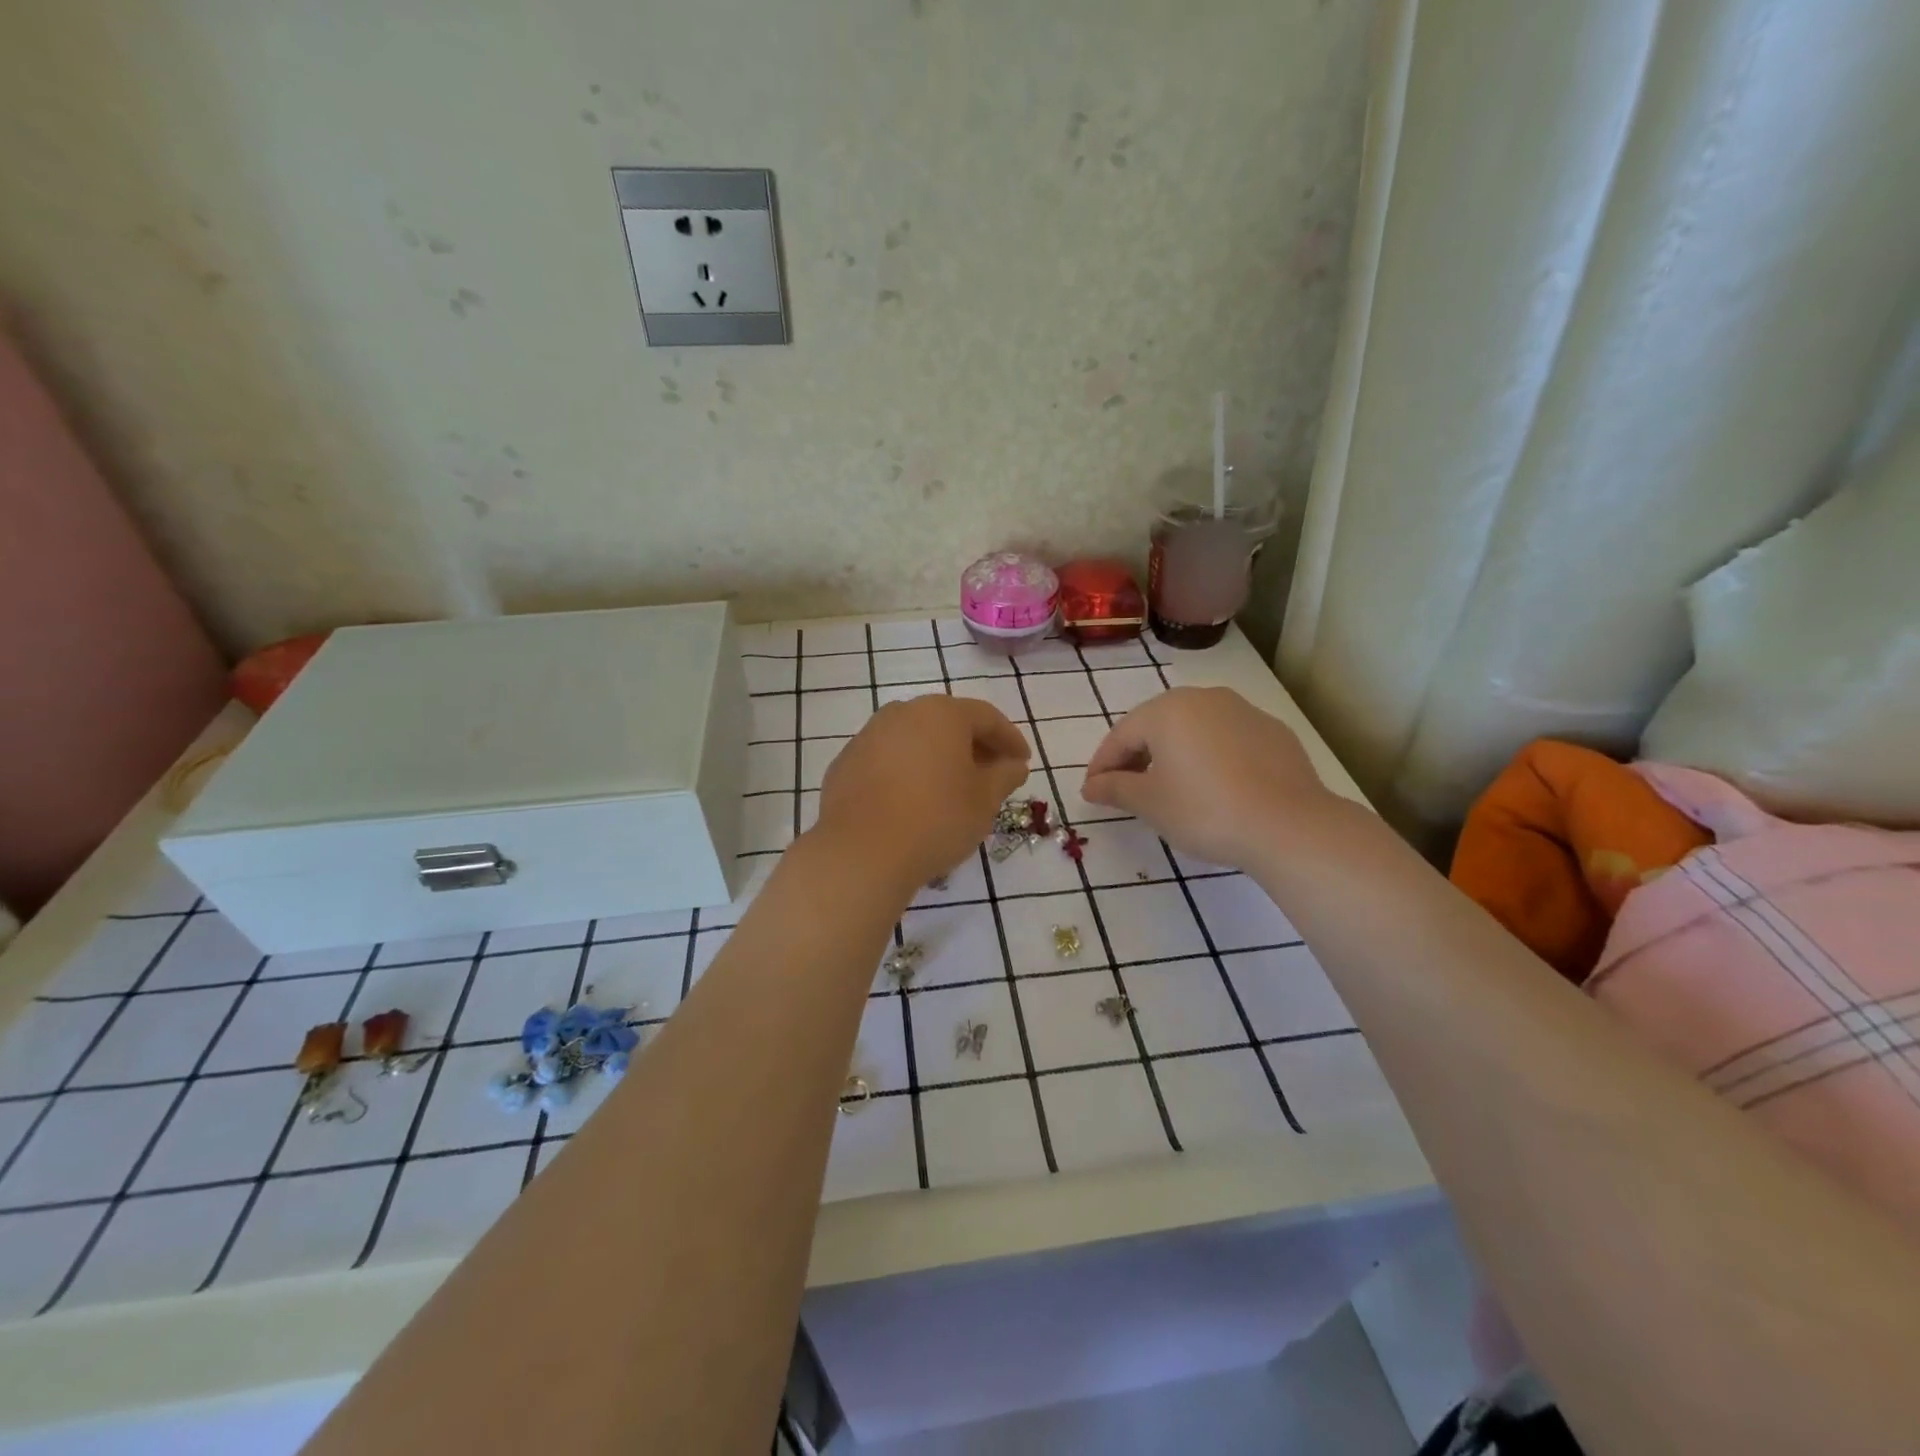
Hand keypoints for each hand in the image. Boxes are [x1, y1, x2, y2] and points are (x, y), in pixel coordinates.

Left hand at [814, 695, 1030, 891]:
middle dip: (973, 746)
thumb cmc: (936, 818)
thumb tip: (1013, 765)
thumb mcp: (984, 800)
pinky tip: (914, 801)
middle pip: (947, 723)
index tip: (1022, 762)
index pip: (986, 717)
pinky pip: (887, 760)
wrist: (862, 851)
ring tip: (952, 789)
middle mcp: (902, 713)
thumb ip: (1004, 776)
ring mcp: (868, 736)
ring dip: (938, 758)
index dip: (1010, 739)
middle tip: (991, 774)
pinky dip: (907, 772)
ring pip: (914, 740)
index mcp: (941, 713)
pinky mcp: (845, 763)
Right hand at [1080, 687, 1336, 869]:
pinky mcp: (1273, 731)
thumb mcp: (1149, 803)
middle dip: (1137, 755)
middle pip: (1157, 725)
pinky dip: (1210, 757)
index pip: (1121, 735)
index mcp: (1167, 710)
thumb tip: (1091, 785)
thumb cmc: (1205, 810)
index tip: (1093, 791)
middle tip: (1126, 788)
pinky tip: (1215, 786)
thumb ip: (1114, 788)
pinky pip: (1226, 740)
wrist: (1289, 825)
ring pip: (1194, 729)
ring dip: (1174, 754)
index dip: (1102, 764)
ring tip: (1170, 787)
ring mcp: (1243, 711)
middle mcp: (1204, 698)